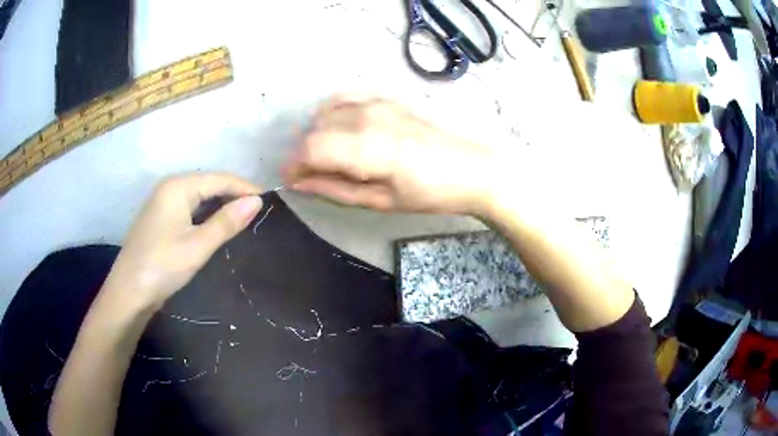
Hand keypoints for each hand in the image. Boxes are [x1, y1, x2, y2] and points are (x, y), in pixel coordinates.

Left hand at [102, 174, 262, 309]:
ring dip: (221, 205)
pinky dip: (207, 214)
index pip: (219, 179)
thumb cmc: (162, 266)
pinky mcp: (161, 218)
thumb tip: (257, 201)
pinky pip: (190, 207)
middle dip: (234, 195)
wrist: (129, 292)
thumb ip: (226, 222)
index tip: (271, 201)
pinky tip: (219, 224)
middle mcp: (170, 187)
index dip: (245, 188)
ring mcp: (163, 202)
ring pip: (200, 196)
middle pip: (209, 184)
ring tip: (246, 217)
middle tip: (260, 212)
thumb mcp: (197, 246)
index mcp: (178, 187)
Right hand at [284, 95, 498, 215]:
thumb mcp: (380, 201)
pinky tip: (339, 130)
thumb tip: (300, 184)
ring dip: (317, 134)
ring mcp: (377, 103)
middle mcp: (367, 118)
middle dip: (304, 153)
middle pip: (314, 129)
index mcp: (367, 148)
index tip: (291, 180)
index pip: (310, 149)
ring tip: (327, 156)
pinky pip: (345, 98)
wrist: (471, 169)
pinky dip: (332, 113)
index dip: (293, 166)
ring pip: (326, 111)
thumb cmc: (429, 193)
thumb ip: (335, 189)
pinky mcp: (386, 99)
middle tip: (311, 175)